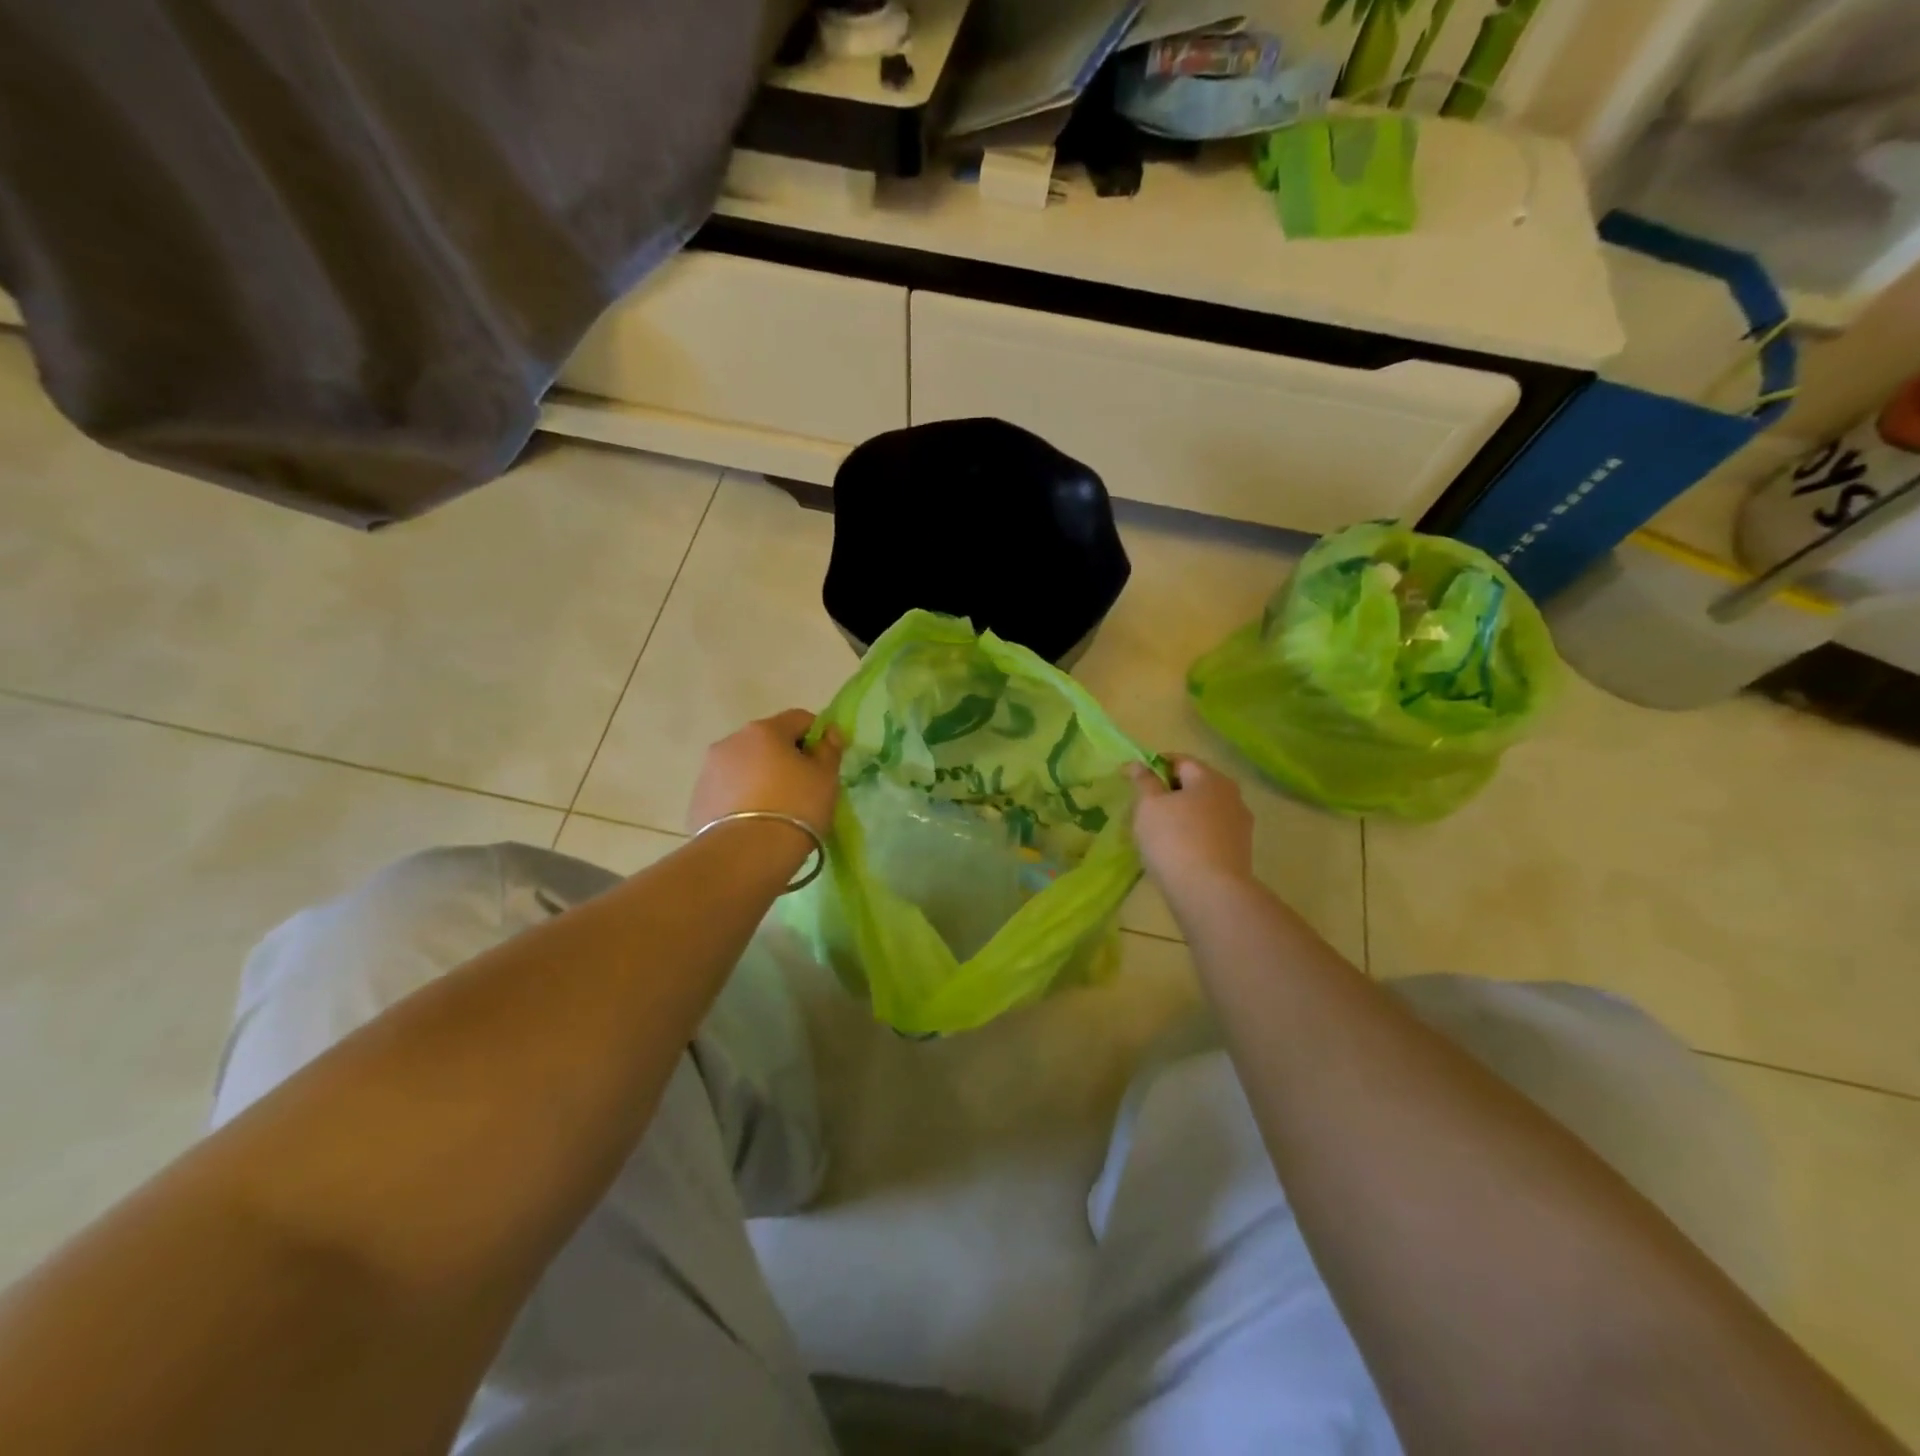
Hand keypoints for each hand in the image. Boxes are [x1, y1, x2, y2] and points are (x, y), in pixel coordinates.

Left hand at [687, 710, 845, 837]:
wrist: (746, 855)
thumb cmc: (796, 808)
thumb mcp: (825, 778)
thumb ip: (829, 750)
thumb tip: (828, 733)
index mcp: (765, 730)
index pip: (799, 719)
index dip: (817, 736)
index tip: (825, 762)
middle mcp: (732, 741)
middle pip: (767, 741)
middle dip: (785, 757)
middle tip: (802, 788)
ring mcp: (709, 770)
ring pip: (744, 765)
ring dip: (760, 777)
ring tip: (775, 809)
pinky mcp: (698, 799)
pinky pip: (727, 790)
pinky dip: (741, 798)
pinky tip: (753, 823)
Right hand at [1127, 755, 1254, 895]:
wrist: (1210, 893)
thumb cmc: (1174, 840)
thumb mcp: (1149, 806)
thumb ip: (1144, 781)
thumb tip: (1139, 764)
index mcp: (1210, 778)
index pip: (1179, 761)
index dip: (1153, 766)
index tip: (1133, 780)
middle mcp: (1232, 796)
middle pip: (1194, 785)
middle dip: (1169, 793)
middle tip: (1143, 809)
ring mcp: (1240, 825)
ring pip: (1203, 811)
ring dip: (1182, 816)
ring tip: (1158, 834)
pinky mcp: (1240, 851)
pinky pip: (1210, 833)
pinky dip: (1193, 835)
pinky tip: (1177, 852)